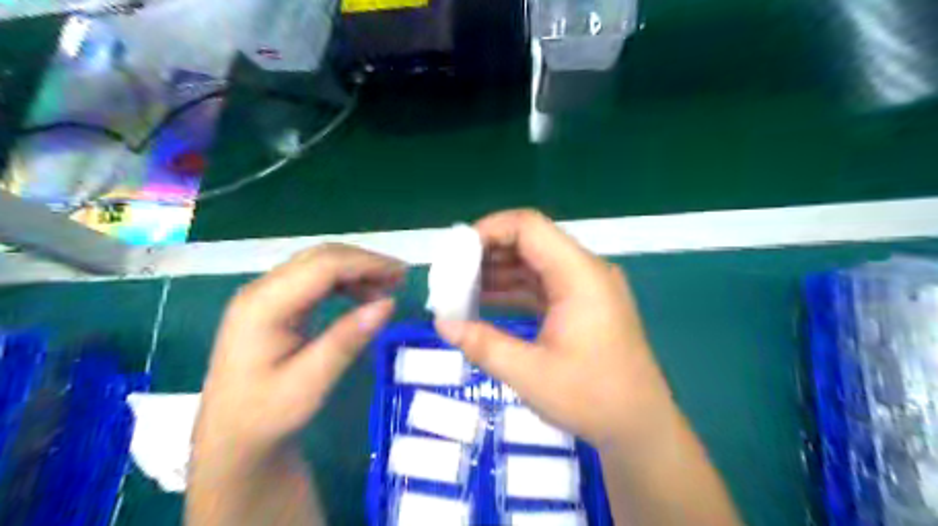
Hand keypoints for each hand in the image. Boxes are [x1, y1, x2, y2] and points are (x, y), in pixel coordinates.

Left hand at [193, 245, 402, 467]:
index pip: (323, 266)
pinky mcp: (274, 304)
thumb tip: (389, 303)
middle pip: (321, 257)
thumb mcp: (310, 383)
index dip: (367, 264)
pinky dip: (345, 281)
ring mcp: (265, 295)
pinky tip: (363, 295)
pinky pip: (315, 279)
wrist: (231, 437)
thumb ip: (347, 340)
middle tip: (401, 280)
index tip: (402, 275)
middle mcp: (261, 290)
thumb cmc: (266, 415)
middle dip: (365, 262)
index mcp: (263, 306)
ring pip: (319, 264)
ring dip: (357, 270)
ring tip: (388, 287)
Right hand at [435, 209, 678, 450]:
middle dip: (488, 252)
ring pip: (535, 262)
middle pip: (531, 242)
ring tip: (460, 288)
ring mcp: (586, 287)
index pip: (529, 227)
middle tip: (452, 272)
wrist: (640, 426)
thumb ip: (483, 344)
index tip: (456, 251)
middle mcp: (586, 271)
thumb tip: (442, 324)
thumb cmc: (592, 399)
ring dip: (499, 271)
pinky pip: (543, 284)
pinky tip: (486, 301)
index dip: (489, 230)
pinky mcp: (583, 303)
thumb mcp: (530, 374)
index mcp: (579, 276)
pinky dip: (514, 289)